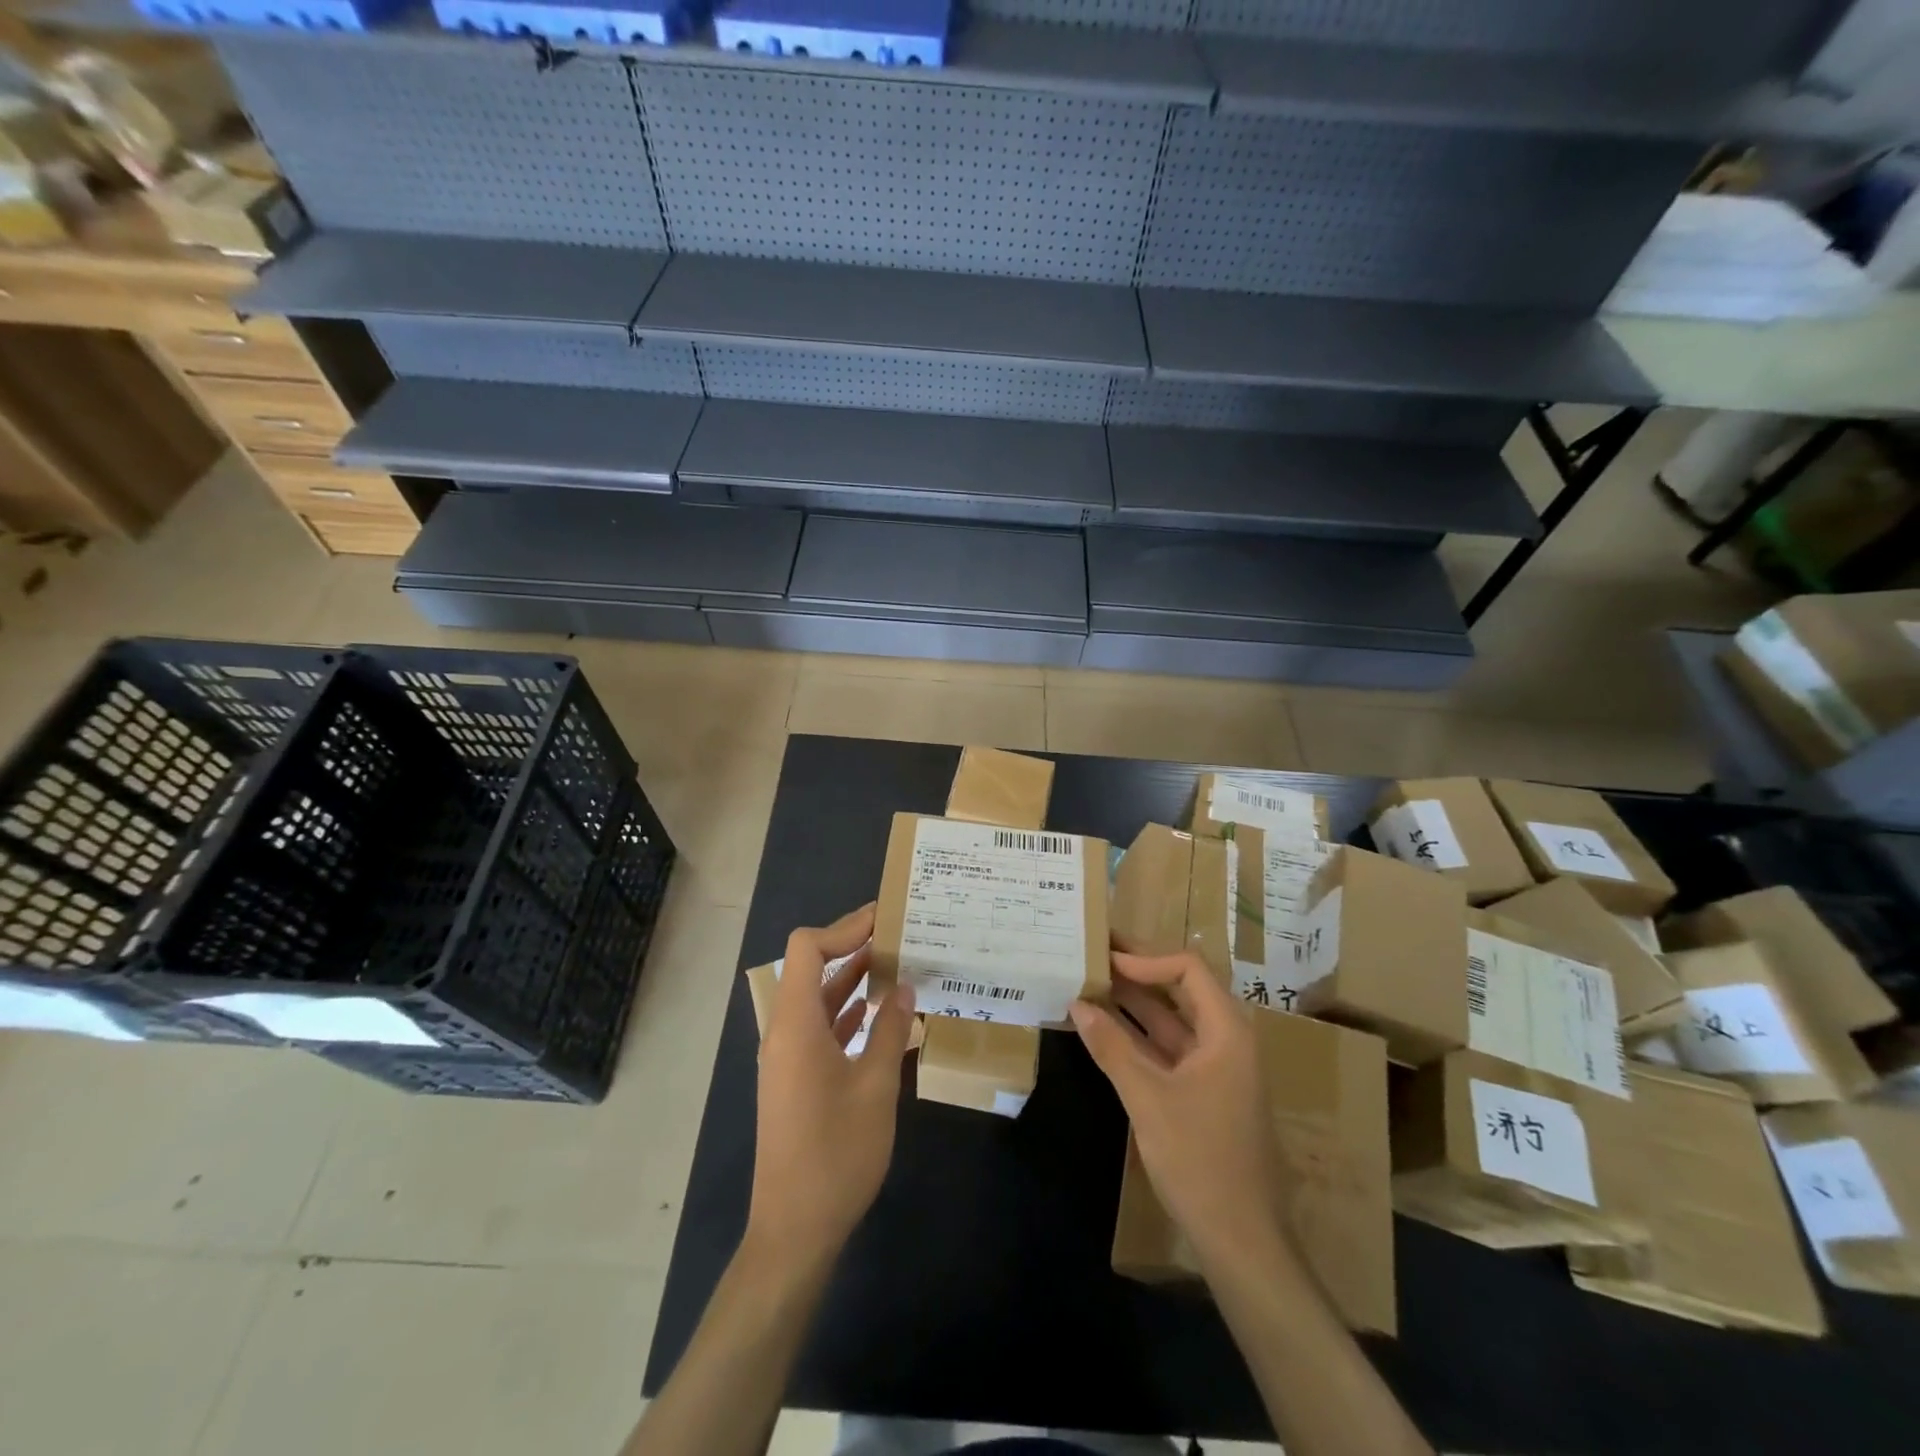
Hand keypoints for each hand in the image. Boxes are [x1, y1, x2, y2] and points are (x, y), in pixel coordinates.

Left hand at [747, 904, 916, 1270]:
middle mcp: (785, 1031)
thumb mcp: (875, 1087)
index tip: (885, 920)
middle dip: (852, 946)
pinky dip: (848, 1010)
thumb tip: (904, 987)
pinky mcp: (795, 1077)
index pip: (808, 948)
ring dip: (852, 978)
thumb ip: (889, 1030)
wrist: (794, 1229)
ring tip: (898, 964)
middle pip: (811, 967)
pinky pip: (820, 1025)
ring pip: (818, 997)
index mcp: (796, 1025)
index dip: (843, 928)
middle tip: (899, 934)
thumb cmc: (836, 1154)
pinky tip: (880, 1011)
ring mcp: (788, 1056)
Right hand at [1070, 951, 1289, 1272]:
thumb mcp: (1148, 1099)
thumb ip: (1112, 1048)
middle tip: (1094, 954)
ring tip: (1091, 984)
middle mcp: (1226, 1041)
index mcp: (1227, 1032)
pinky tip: (1105, 1031)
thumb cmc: (1199, 1160)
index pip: (1188, 969)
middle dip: (1138, 972)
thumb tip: (1077, 1003)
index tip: (1106, 959)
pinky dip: (1138, 1037)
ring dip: (1134, 1005)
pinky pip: (1169, 1050)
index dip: (1146, 958)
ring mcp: (1216, 1069)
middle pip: (1181, 990)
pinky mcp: (1204, 1093)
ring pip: (1172, 1021)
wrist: (1242, 1240)